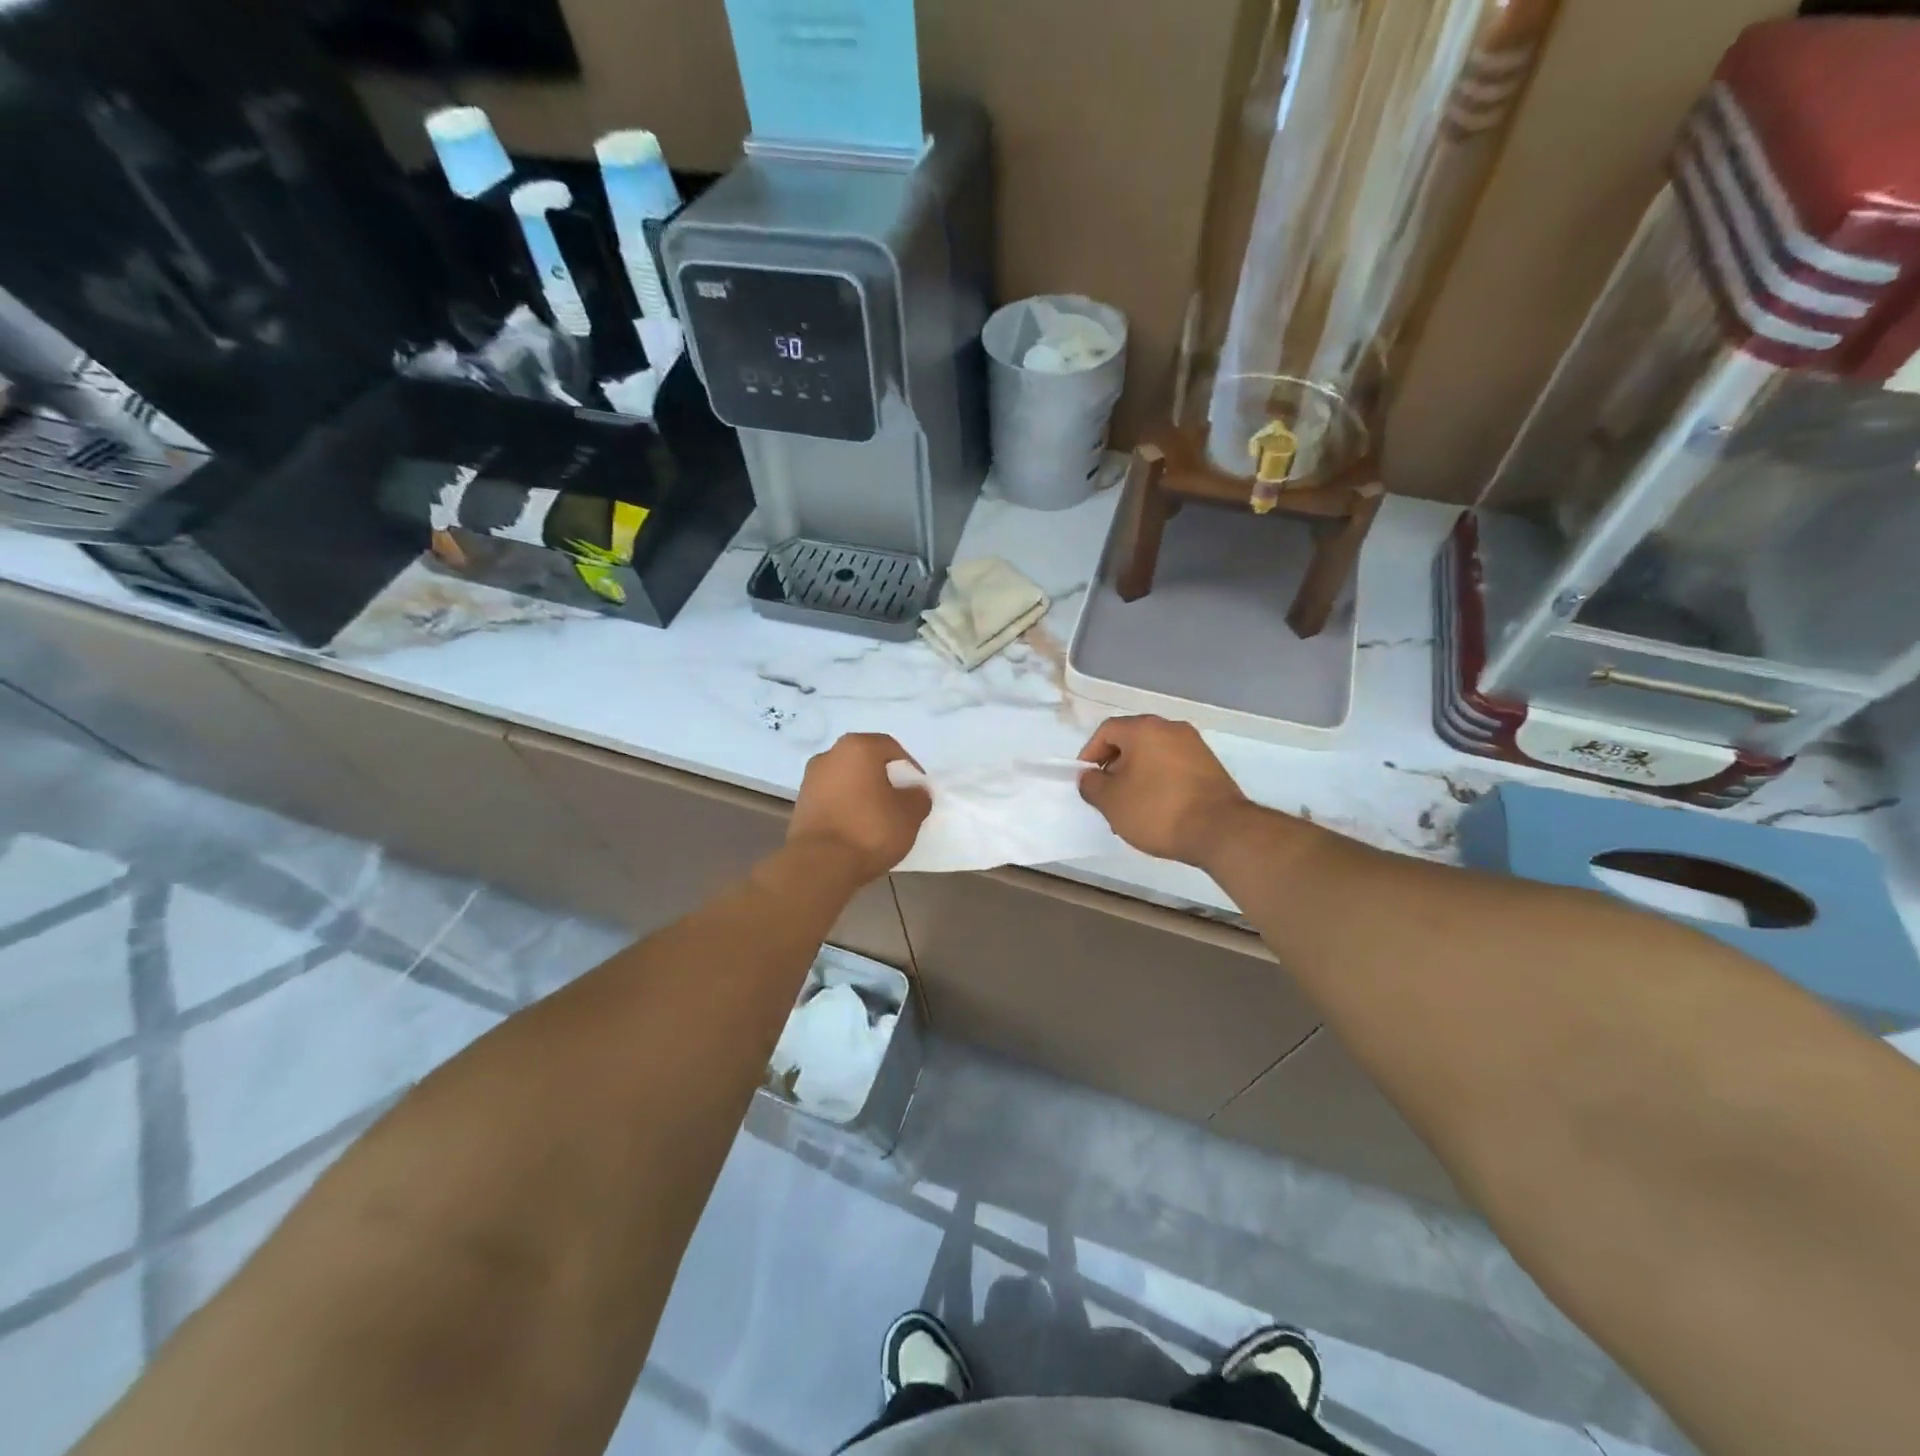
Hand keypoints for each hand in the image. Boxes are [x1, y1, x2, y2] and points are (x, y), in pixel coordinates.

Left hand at [788, 733, 930, 881]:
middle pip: (866, 762)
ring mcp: (810, 780)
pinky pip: (832, 800)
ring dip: (863, 795)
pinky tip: (857, 830)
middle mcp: (829, 755)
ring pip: (847, 781)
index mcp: (857, 747)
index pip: (891, 748)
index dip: (909, 769)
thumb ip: (918, 796)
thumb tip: (914, 792)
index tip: (918, 791)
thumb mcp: (910, 814)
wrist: (820, 865)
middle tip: (900, 803)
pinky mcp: (800, 805)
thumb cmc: (870, 830)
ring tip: (878, 820)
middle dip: (884, 780)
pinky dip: (846, 809)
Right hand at [1078, 716, 1252, 867]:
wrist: (1220, 831)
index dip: (1089, 754)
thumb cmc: (1157, 810)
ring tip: (1131, 809)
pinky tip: (1156, 810)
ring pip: (1153, 756)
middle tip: (1107, 796)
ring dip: (1136, 777)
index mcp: (1144, 728)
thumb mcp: (1111, 801)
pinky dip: (1159, 782)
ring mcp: (1195, 746)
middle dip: (1114, 768)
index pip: (1106, 731)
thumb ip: (1091, 785)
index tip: (1086, 780)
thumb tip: (1090, 777)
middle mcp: (1171, 728)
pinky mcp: (1211, 767)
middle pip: (1131, 741)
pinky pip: (1173, 767)